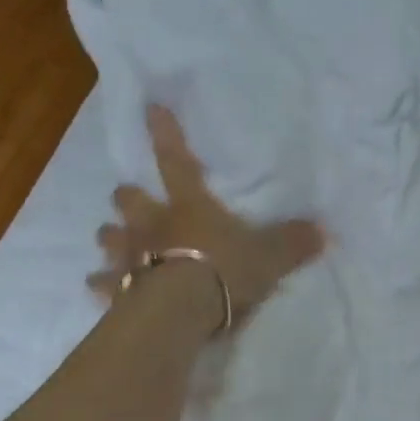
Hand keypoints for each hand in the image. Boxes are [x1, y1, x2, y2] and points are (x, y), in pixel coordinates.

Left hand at [89, 104, 324, 327]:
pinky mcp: (118, 290)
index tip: (150, 108)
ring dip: (110, 238)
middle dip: (128, 198)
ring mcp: (131, 257)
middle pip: (129, 201)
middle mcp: (153, 225)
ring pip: (109, 238)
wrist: (182, 312)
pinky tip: (96, 288)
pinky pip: (103, 284)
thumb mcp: (270, 257)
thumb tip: (323, 231)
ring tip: (112, 242)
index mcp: (189, 207)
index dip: (166, 134)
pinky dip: (101, 285)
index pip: (177, 161)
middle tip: (128, 199)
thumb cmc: (224, 272)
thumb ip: (293, 242)